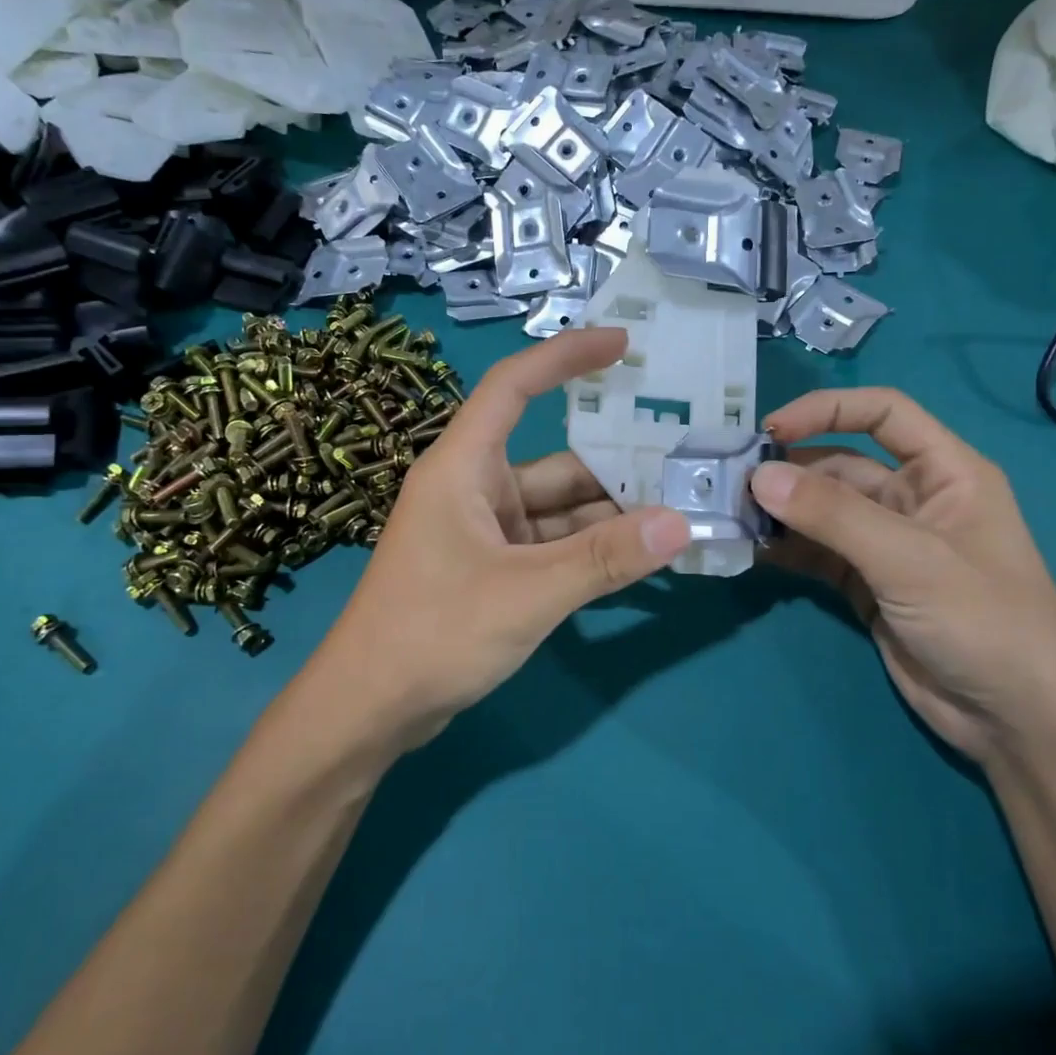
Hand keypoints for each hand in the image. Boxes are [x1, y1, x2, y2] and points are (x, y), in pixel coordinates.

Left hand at [307, 327, 690, 753]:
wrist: (370, 709)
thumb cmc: (433, 633)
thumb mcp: (526, 593)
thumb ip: (604, 559)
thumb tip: (681, 524)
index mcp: (463, 467)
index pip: (514, 387)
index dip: (565, 357)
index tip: (623, 345)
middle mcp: (474, 488)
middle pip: (555, 459)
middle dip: (616, 460)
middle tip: (685, 454)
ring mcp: (484, 531)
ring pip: (559, 508)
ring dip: (611, 512)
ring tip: (680, 507)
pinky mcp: (492, 568)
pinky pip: (553, 544)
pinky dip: (591, 547)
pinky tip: (640, 553)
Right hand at [752, 388, 1055, 762]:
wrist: (1016, 721)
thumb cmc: (984, 621)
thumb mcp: (909, 559)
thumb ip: (833, 515)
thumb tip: (759, 476)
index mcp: (945, 471)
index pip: (882, 413)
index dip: (827, 410)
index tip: (770, 430)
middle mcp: (913, 498)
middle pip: (841, 464)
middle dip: (789, 469)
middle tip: (731, 482)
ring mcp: (887, 544)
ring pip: (823, 511)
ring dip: (781, 510)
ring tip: (731, 514)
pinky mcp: (866, 584)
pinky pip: (817, 552)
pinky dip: (786, 548)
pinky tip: (751, 549)